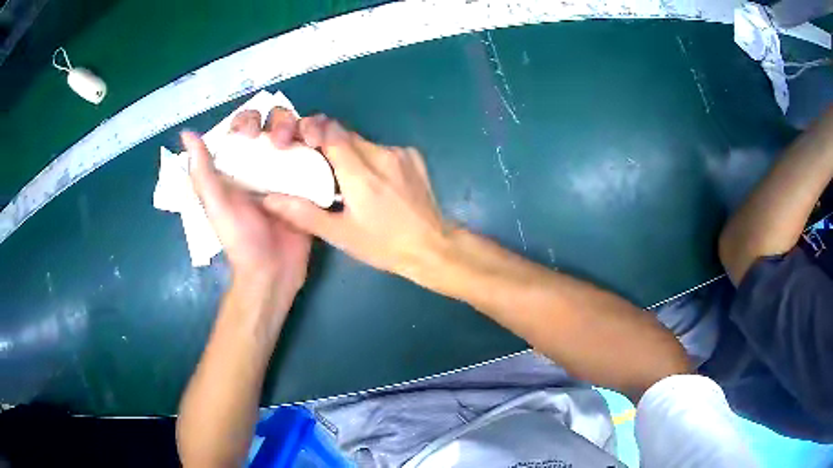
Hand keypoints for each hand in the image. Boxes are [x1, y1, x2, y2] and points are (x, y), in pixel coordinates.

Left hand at [182, 108, 311, 292]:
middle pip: (276, 122)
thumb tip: (186, 132)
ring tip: (310, 143)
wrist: (274, 270)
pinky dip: (324, 143)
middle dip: (281, 122)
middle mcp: (264, 162)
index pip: (244, 126)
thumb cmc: (240, 239)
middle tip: (282, 143)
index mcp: (239, 164)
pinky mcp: (311, 183)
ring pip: (300, 133)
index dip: (248, 120)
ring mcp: (289, 171)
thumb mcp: (216, 204)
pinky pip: (319, 154)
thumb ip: (202, 171)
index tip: (250, 135)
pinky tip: (325, 146)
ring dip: (305, 128)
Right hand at [263, 115, 449, 277]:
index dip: (312, 130)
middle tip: (316, 161)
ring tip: (345, 176)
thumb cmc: (383, 245)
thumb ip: (303, 214)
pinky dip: (371, 158)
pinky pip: (383, 148)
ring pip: (364, 141)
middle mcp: (382, 155)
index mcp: (361, 174)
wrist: (432, 246)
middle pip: (346, 134)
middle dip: (328, 142)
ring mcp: (401, 153)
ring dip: (350, 151)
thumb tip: (268, 200)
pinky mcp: (414, 156)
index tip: (300, 140)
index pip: (331, 132)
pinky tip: (373, 180)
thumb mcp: (340, 235)